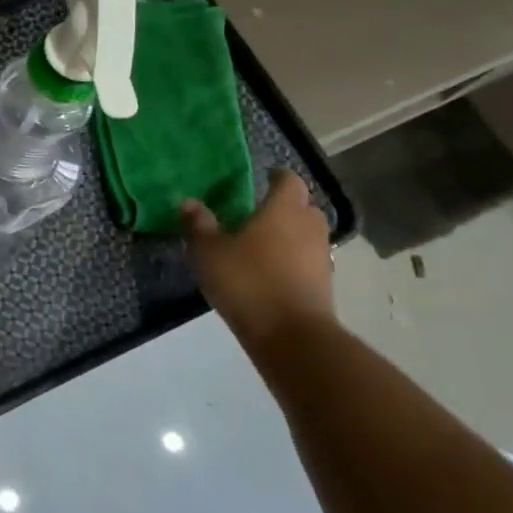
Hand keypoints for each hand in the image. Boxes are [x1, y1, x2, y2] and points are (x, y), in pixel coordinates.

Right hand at [182, 169, 334, 346]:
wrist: (291, 336)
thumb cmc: (247, 281)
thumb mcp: (209, 251)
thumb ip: (198, 224)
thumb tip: (188, 202)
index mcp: (283, 210)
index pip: (288, 180)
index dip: (275, 176)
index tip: (260, 178)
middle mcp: (308, 227)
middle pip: (303, 207)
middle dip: (284, 206)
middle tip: (256, 213)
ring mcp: (321, 257)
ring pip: (307, 235)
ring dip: (289, 235)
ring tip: (260, 245)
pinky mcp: (324, 285)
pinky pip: (307, 261)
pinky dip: (292, 261)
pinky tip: (270, 273)